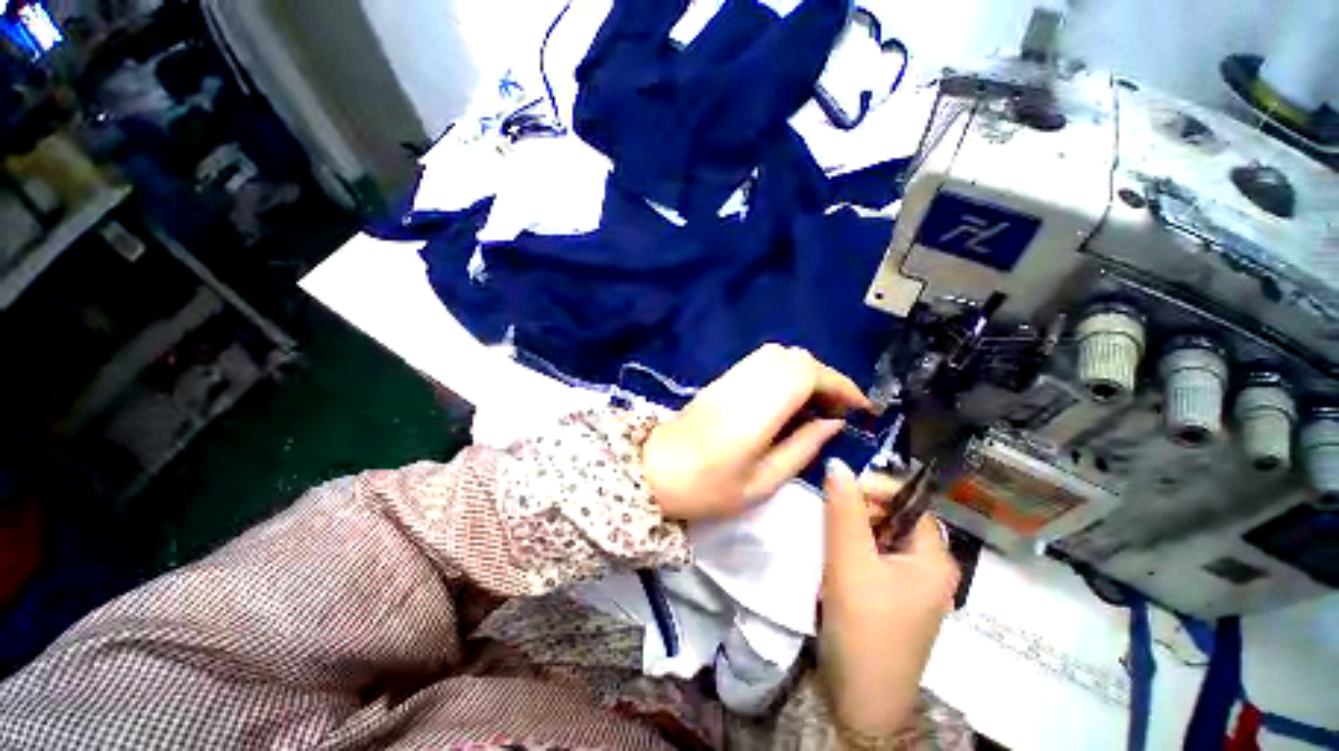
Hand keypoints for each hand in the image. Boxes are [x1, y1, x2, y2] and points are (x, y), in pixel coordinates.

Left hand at [642, 344, 870, 520]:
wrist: (653, 472)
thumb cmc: (707, 488)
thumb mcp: (762, 482)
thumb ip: (802, 448)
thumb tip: (833, 423)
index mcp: (757, 409)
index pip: (807, 373)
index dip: (840, 384)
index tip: (861, 407)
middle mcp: (745, 382)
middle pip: (796, 357)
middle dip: (825, 378)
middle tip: (836, 410)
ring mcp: (730, 377)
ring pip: (779, 355)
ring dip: (805, 373)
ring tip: (814, 406)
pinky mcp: (721, 380)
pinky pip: (761, 363)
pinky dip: (784, 373)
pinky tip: (786, 401)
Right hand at [819, 459, 958, 738]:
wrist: (861, 701)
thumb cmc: (863, 626)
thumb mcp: (848, 561)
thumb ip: (843, 509)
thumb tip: (837, 463)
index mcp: (935, 558)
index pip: (909, 502)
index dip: (875, 488)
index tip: (839, 489)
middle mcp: (932, 569)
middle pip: (896, 519)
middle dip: (862, 510)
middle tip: (830, 517)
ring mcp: (915, 588)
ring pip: (883, 539)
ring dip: (855, 530)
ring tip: (829, 537)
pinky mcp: (896, 600)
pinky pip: (877, 559)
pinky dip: (856, 551)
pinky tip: (836, 559)